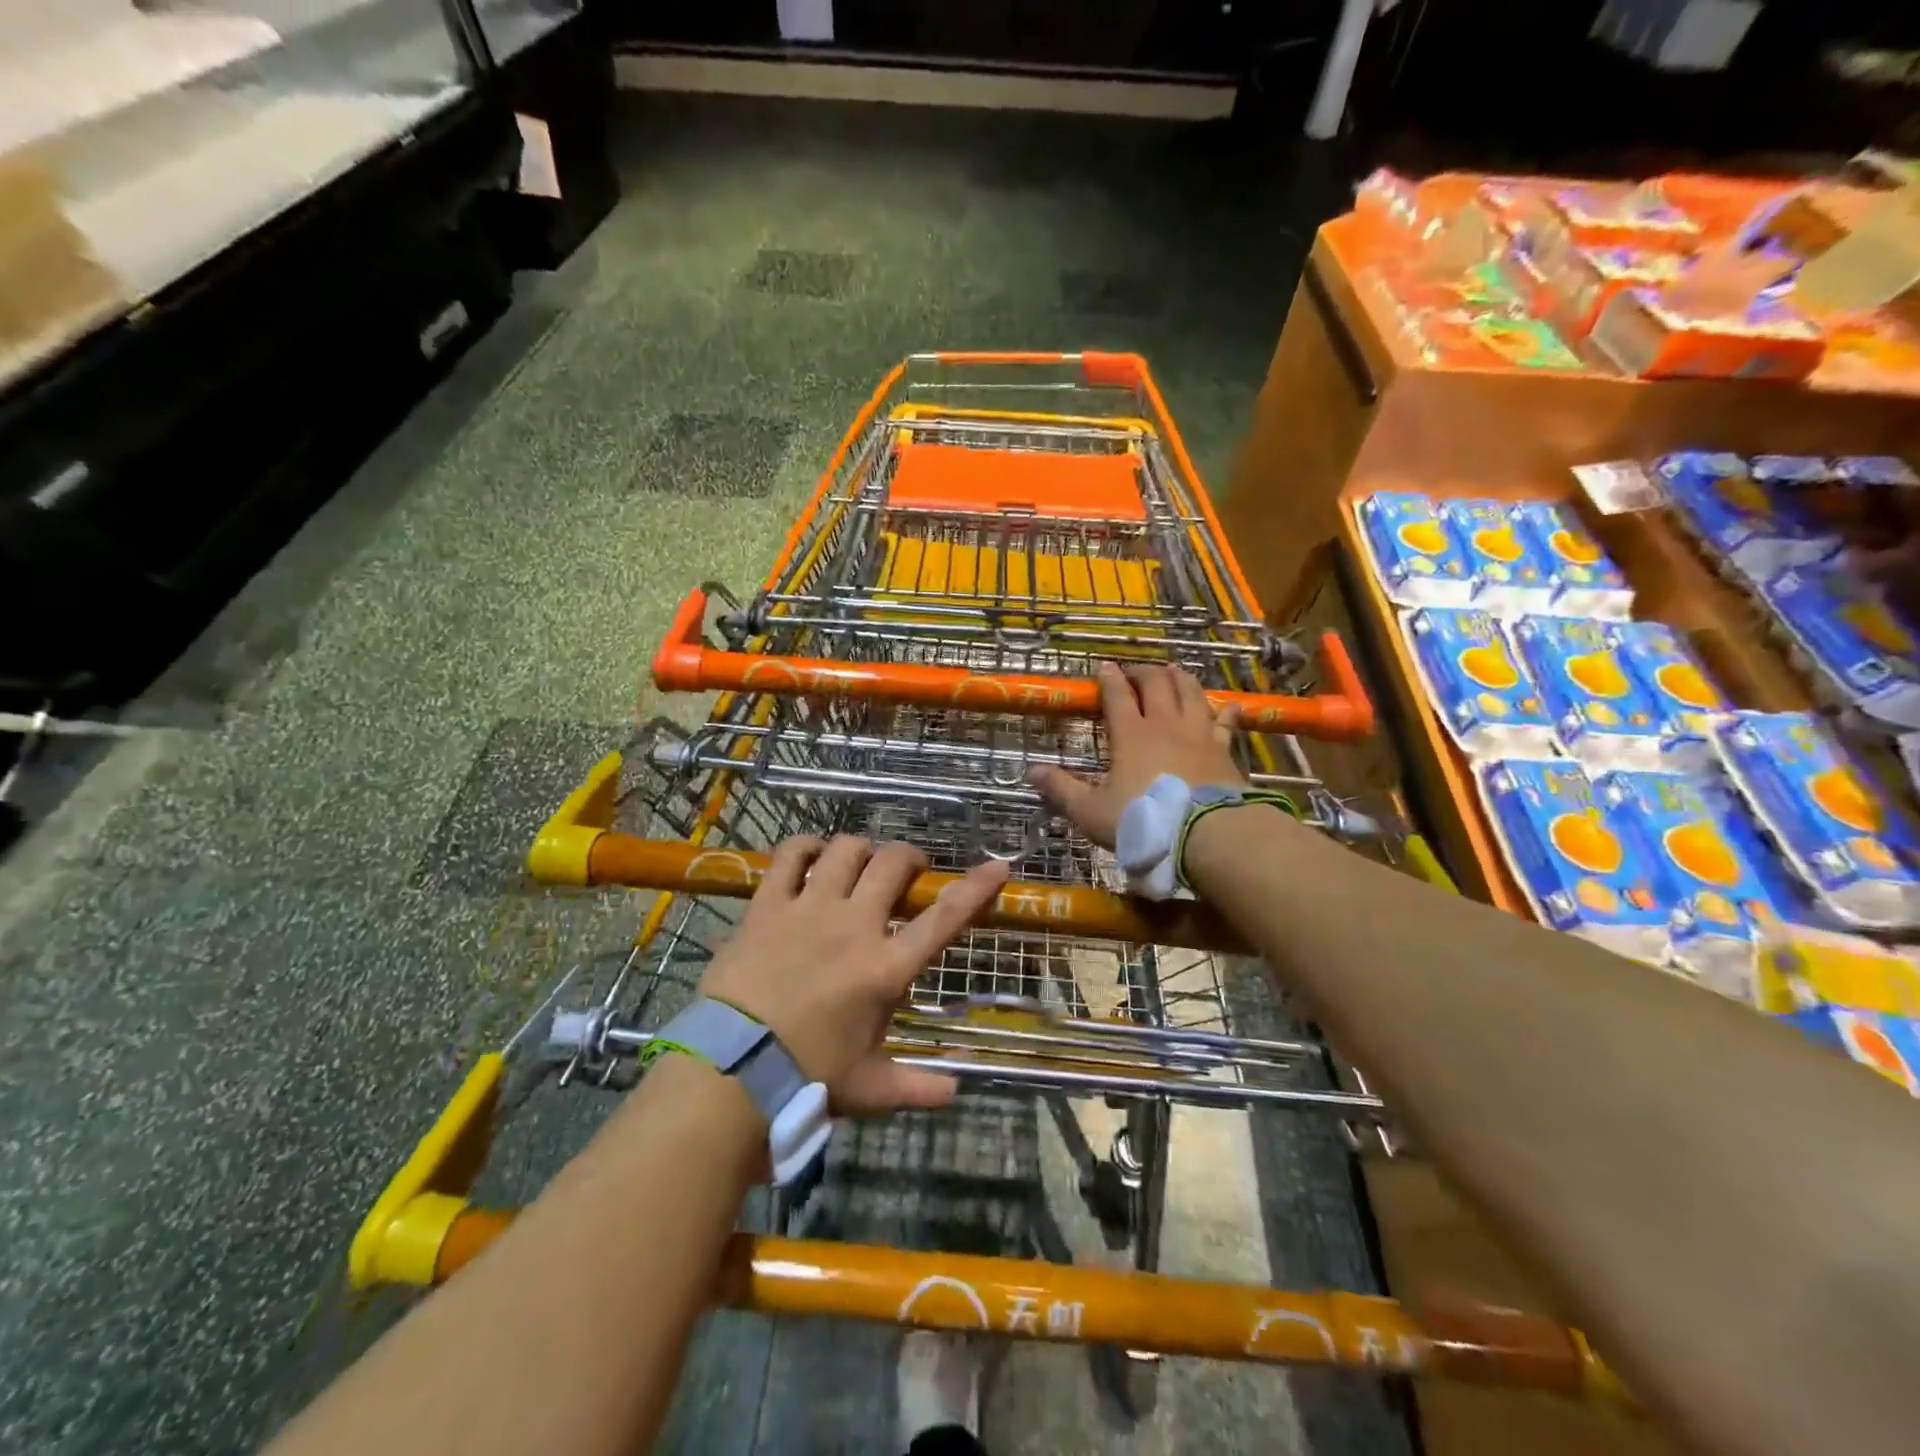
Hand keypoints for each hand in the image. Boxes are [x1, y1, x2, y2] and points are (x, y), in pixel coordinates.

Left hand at [697, 835, 1009, 1115]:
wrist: (730, 1073)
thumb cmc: (806, 1080)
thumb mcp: (869, 1088)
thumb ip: (917, 1087)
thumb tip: (956, 1089)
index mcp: (885, 969)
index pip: (943, 919)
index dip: (975, 888)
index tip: (998, 865)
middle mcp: (853, 926)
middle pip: (892, 864)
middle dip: (909, 857)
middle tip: (908, 869)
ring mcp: (808, 909)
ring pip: (845, 850)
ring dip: (860, 850)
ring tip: (859, 863)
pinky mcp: (767, 905)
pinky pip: (790, 856)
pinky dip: (805, 848)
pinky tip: (811, 855)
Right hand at [1029, 661, 1244, 848]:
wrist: (1206, 834)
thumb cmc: (1142, 820)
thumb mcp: (1091, 811)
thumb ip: (1062, 789)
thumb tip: (1031, 772)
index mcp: (1131, 734)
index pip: (1117, 695)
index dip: (1109, 679)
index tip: (1103, 666)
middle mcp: (1165, 724)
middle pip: (1156, 684)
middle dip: (1143, 672)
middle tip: (1134, 672)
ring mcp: (1199, 734)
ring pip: (1191, 693)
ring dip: (1180, 679)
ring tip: (1173, 672)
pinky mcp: (1224, 750)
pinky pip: (1225, 723)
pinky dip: (1225, 712)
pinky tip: (1228, 706)